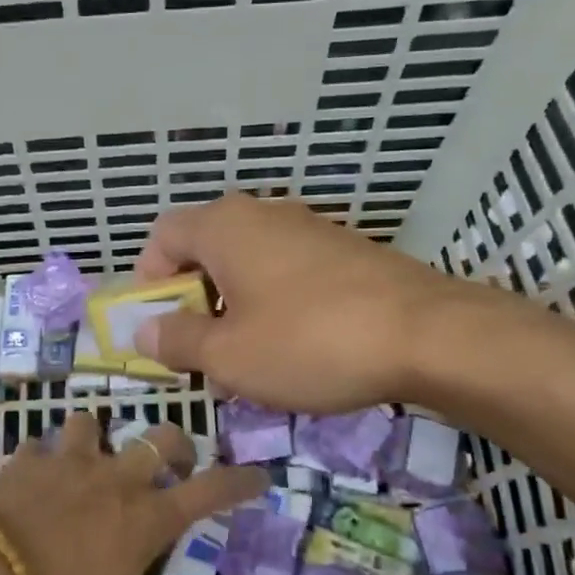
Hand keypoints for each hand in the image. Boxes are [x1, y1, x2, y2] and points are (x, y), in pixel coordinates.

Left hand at [0, 414, 265, 574]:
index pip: (211, 490)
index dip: (240, 481)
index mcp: (146, 517)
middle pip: (161, 437)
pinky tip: (34, 476)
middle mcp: (115, 478)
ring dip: (98, 438)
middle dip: (175, 444)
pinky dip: (41, 458)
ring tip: (92, 459)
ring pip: (93, 424)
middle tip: (173, 463)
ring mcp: (68, 462)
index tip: (258, 476)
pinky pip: (39, 447)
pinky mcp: (26, 460)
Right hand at [133, 193, 518, 413]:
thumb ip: (178, 340)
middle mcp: (263, 215)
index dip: (148, 279)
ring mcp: (309, 230)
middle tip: (199, 351)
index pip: (162, 235)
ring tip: (247, 360)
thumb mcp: (229, 355)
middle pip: (205, 250)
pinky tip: (294, 350)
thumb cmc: (309, 342)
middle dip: (193, 302)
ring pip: (248, 265)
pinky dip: (274, 305)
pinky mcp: (345, 252)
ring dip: (233, 308)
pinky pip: (288, 273)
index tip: (159, 325)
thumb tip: (145, 330)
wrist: (429, 335)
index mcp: (224, 227)